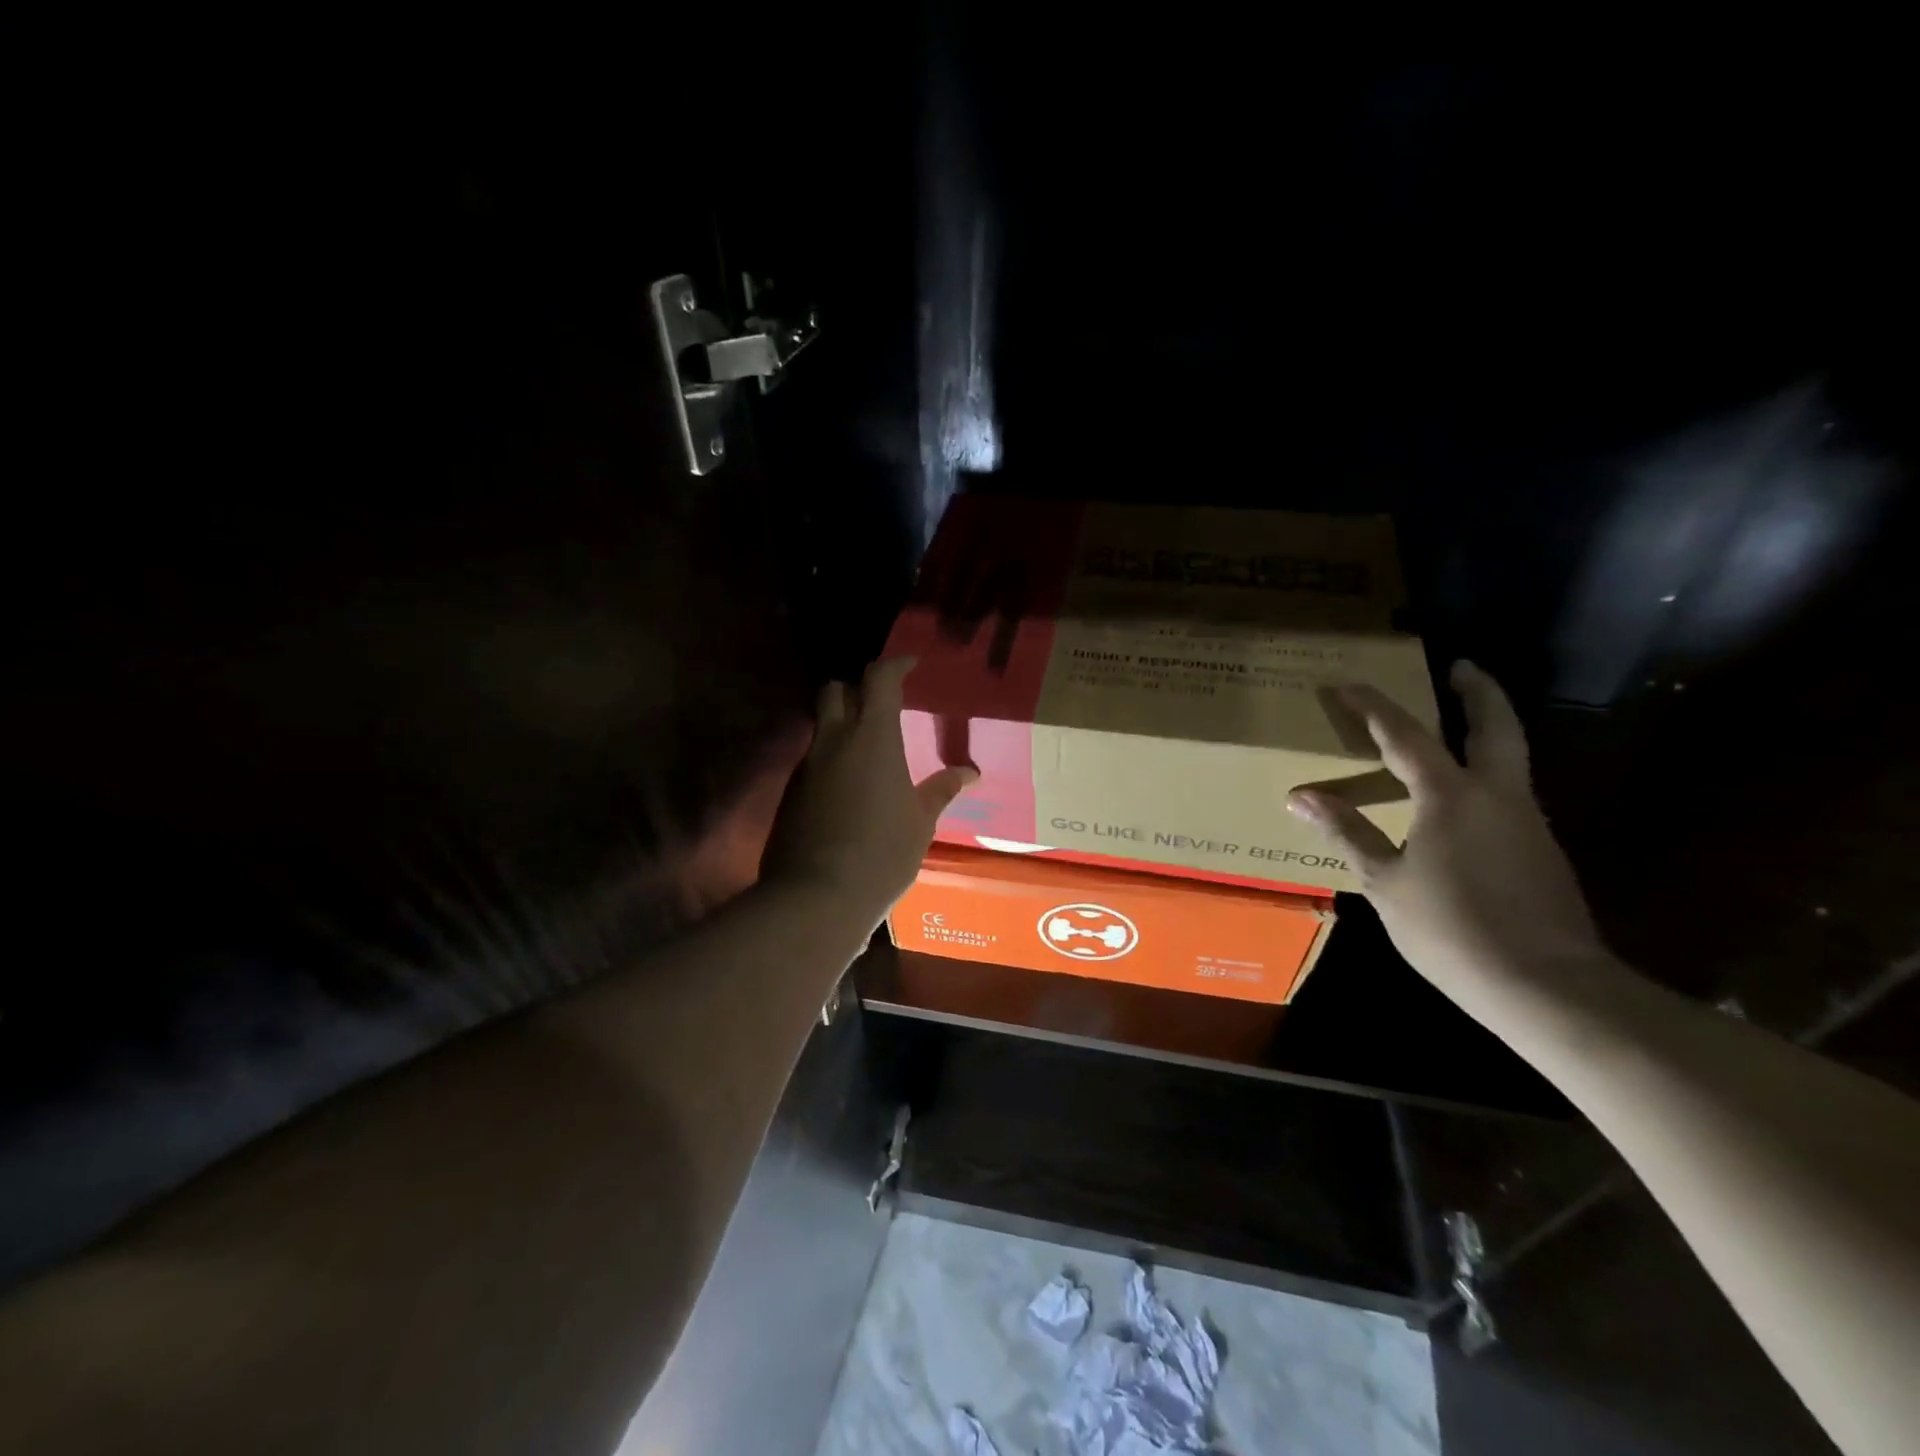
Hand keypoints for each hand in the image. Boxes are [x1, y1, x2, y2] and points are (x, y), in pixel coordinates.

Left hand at [761, 658, 976, 933]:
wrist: (817, 896)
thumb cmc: (882, 854)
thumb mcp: (920, 822)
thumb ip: (941, 790)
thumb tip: (969, 772)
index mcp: (872, 738)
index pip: (879, 679)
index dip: (895, 664)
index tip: (911, 664)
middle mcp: (834, 741)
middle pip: (835, 690)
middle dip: (856, 688)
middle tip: (881, 706)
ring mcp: (807, 767)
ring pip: (821, 727)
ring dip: (841, 726)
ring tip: (868, 752)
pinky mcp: (790, 793)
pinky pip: (812, 762)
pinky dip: (830, 761)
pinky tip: (848, 789)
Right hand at [1286, 661, 1608, 1011]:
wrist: (1548, 987)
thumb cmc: (1452, 930)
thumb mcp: (1385, 882)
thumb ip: (1348, 832)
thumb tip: (1301, 797)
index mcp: (1451, 796)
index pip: (1405, 734)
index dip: (1372, 706)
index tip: (1345, 685)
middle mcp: (1498, 795)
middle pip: (1495, 726)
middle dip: (1478, 691)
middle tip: (1461, 667)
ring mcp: (1527, 821)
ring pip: (1509, 759)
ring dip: (1486, 731)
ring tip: (1454, 728)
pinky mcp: (1541, 850)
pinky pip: (1508, 795)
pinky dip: (1485, 775)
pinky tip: (1461, 801)